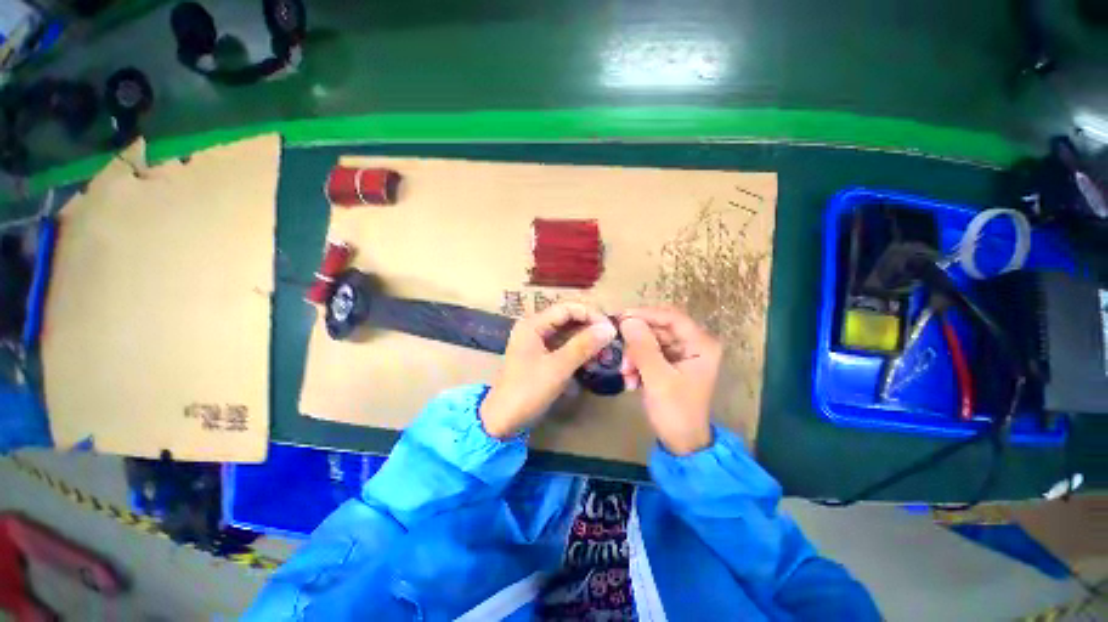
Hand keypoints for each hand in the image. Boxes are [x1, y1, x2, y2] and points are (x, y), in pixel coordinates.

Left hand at [480, 302, 616, 438]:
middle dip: (590, 328)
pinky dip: (578, 352)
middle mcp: (535, 328)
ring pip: (568, 333)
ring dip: (586, 341)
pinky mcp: (542, 356)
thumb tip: (610, 328)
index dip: (591, 314)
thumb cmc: (527, 391)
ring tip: (604, 354)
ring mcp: (538, 342)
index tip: (611, 329)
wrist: (503, 420)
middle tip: (611, 341)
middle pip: (568, 319)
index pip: (567, 308)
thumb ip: (583, 346)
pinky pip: (564, 347)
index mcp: (533, 324)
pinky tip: (591, 363)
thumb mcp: (557, 368)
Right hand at [618, 307, 722, 454]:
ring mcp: (681, 354)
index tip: (620, 317)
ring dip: (634, 356)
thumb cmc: (675, 412)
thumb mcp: (657, 378)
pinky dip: (637, 364)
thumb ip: (642, 347)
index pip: (671, 317)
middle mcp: (693, 345)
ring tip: (626, 374)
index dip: (645, 314)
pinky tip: (631, 380)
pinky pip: (648, 354)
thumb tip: (627, 320)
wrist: (681, 443)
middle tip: (620, 354)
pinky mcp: (670, 364)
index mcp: (701, 345)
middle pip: (658, 329)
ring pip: (650, 341)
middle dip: (637, 342)